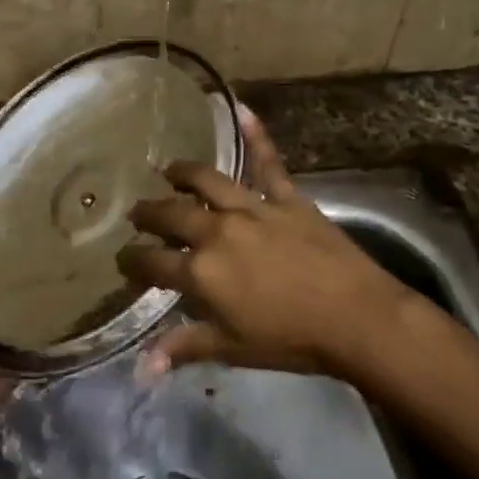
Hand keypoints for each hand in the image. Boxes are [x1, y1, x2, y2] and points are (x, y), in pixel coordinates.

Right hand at [117, 107, 419, 381]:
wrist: (355, 317)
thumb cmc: (290, 340)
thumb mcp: (231, 348)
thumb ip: (184, 348)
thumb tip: (142, 369)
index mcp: (201, 272)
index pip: (152, 263)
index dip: (132, 262)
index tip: (123, 261)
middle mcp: (217, 231)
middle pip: (171, 216)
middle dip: (148, 214)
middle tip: (137, 212)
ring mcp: (252, 209)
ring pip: (207, 181)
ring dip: (183, 173)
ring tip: (167, 170)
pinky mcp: (286, 198)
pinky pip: (268, 162)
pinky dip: (256, 135)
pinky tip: (242, 108)